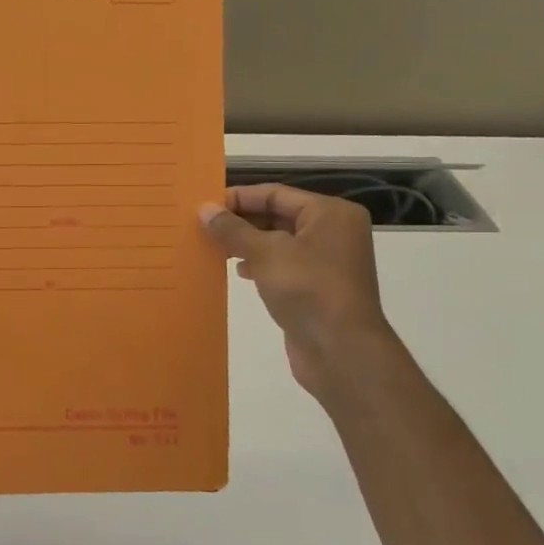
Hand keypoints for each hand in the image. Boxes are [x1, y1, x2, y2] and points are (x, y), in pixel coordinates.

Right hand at [200, 185, 393, 399]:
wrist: (341, 350)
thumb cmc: (307, 289)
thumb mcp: (266, 253)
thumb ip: (233, 230)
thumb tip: (205, 209)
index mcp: (330, 213)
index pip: (276, 194)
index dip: (239, 198)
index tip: (204, 205)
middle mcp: (332, 232)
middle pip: (277, 215)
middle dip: (240, 221)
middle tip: (202, 226)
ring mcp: (326, 261)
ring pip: (277, 242)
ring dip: (246, 243)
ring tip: (212, 247)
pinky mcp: (316, 287)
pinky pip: (281, 265)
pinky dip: (258, 264)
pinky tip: (237, 270)